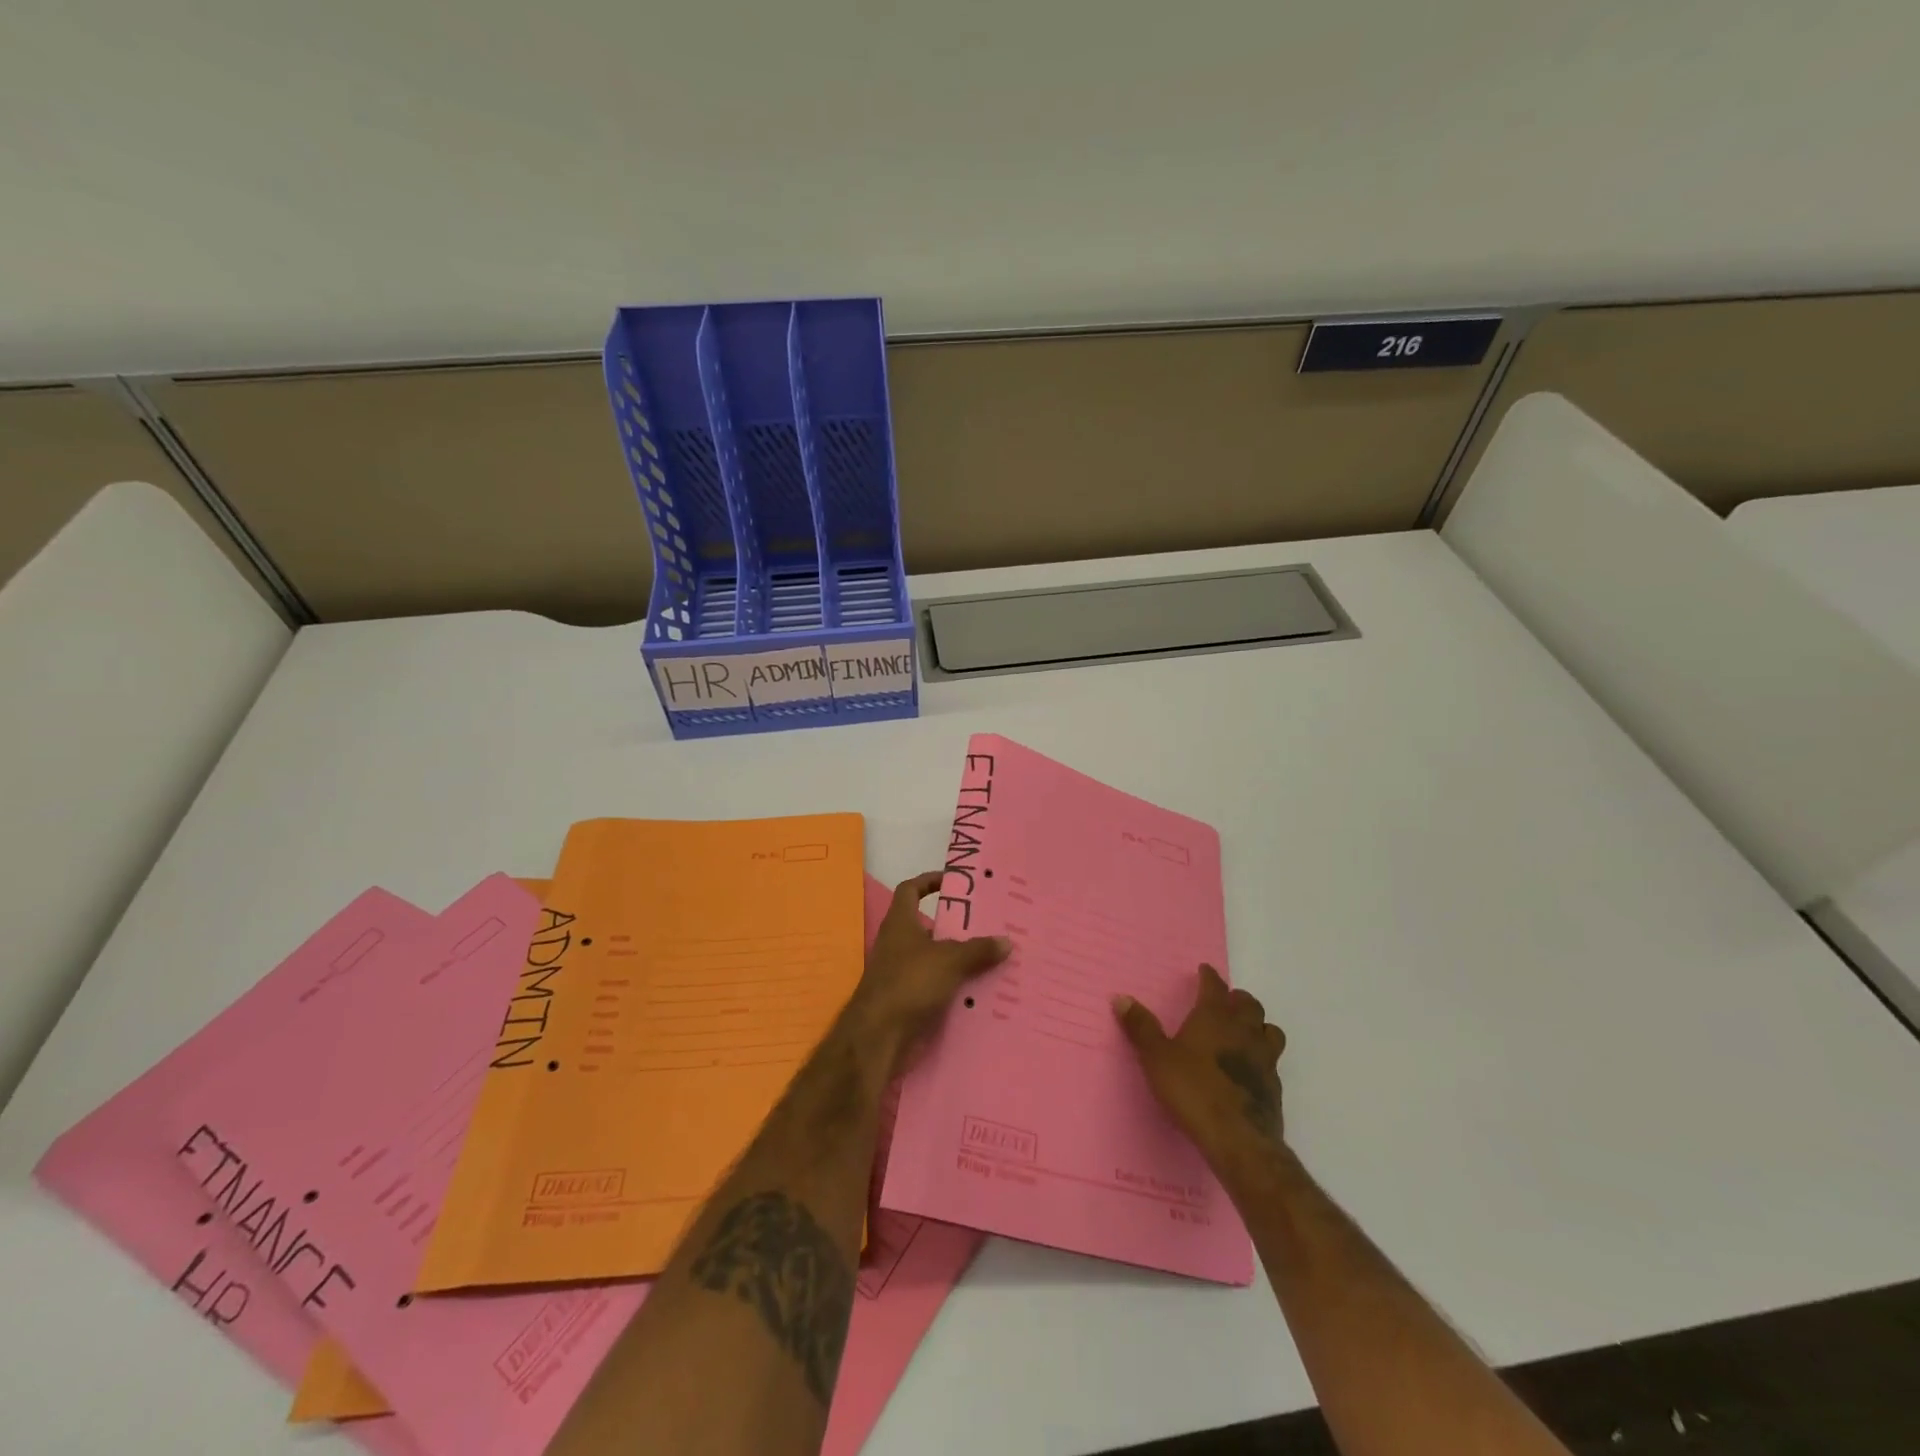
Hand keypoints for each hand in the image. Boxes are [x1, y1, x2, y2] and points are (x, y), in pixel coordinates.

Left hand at [847, 872, 1010, 1074]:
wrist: (879, 1037)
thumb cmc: (909, 983)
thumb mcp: (949, 960)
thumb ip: (978, 949)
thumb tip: (1006, 940)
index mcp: (900, 924)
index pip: (910, 890)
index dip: (929, 881)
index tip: (954, 882)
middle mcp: (898, 945)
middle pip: (929, 928)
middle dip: (957, 927)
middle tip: (990, 926)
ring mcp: (902, 975)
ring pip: (936, 961)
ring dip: (960, 961)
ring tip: (994, 960)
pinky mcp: (908, 1002)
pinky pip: (938, 989)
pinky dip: (956, 989)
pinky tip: (982, 993)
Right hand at [1113, 965, 1286, 1168]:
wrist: (1238, 1140)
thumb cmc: (1193, 1090)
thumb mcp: (1156, 1057)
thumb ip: (1141, 1027)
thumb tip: (1121, 997)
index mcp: (1214, 1017)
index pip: (1215, 986)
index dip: (1209, 977)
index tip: (1204, 970)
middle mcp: (1243, 1031)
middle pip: (1249, 1005)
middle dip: (1237, 999)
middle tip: (1226, 1001)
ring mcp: (1264, 1059)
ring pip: (1269, 1030)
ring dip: (1258, 1025)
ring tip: (1246, 1030)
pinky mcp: (1274, 1087)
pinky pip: (1273, 1061)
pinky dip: (1263, 1057)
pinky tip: (1252, 1069)